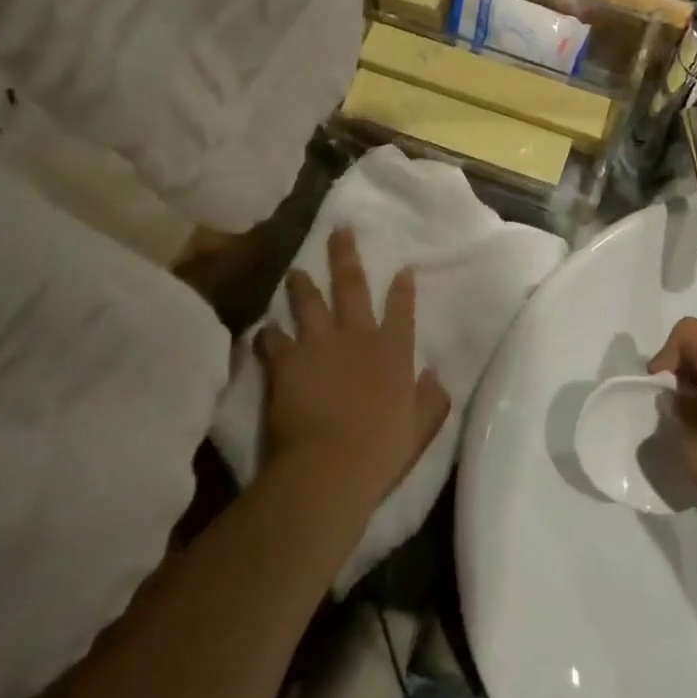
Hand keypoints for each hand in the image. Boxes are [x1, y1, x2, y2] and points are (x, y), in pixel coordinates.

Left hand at [257, 228, 449, 512]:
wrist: (329, 466)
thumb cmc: (382, 450)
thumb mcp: (422, 427)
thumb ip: (432, 398)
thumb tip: (433, 375)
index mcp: (392, 351)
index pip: (401, 309)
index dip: (403, 288)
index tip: (403, 268)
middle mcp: (356, 337)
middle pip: (351, 287)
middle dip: (345, 257)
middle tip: (339, 230)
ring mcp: (318, 345)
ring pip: (307, 302)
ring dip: (301, 285)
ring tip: (296, 271)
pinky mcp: (285, 361)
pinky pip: (272, 339)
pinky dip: (267, 334)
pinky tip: (263, 329)